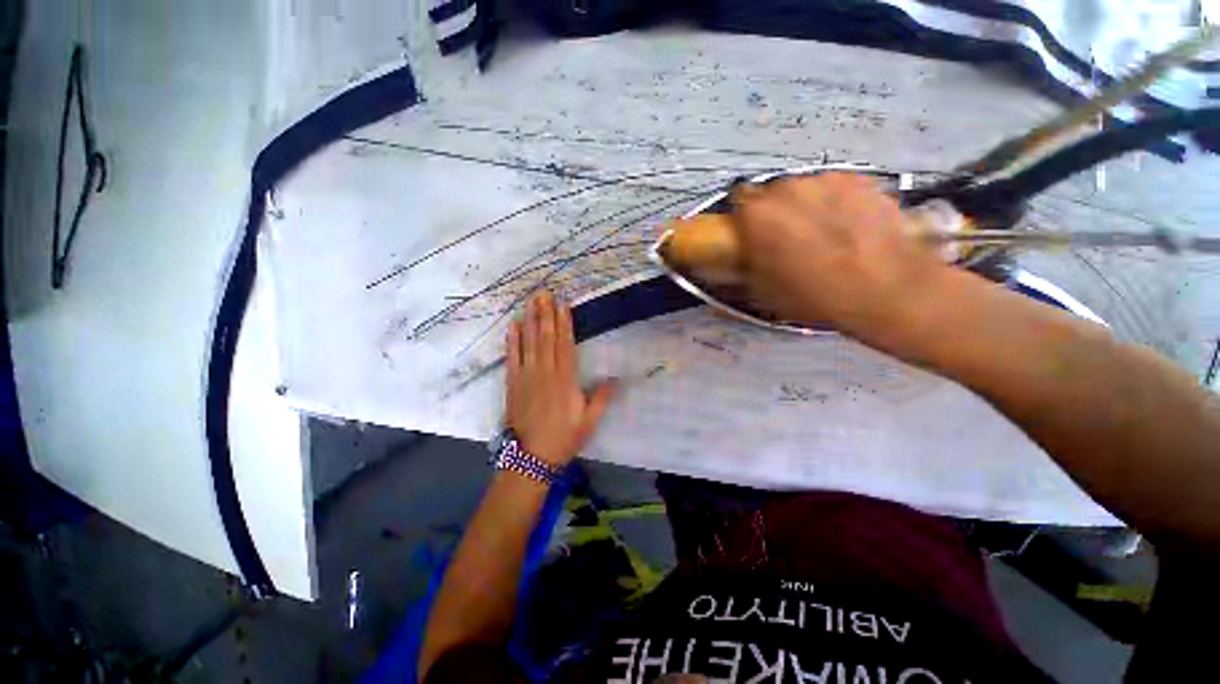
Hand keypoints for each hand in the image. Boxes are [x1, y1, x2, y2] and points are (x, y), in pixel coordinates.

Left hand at [505, 290, 614, 466]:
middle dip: (546, 314)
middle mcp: (545, 373)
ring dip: (531, 321)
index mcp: (565, 380)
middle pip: (546, 339)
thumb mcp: (589, 421)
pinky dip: (512, 341)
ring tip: (531, 302)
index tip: (563, 305)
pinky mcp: (513, 384)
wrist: (531, 458)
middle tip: (544, 293)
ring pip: (529, 343)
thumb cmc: (563, 438)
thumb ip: (601, 398)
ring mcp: (526, 377)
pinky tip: (513, 326)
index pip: (565, 345)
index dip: (564, 324)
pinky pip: (512, 358)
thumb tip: (616, 379)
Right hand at [733, 173, 953, 343]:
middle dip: (776, 211)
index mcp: (758, 213)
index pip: (738, 197)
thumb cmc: (814, 294)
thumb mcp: (762, 289)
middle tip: (787, 238)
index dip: (744, 215)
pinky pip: (838, 189)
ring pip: (807, 189)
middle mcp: (788, 188)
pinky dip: (837, 203)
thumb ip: (747, 262)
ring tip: (823, 234)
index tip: (750, 230)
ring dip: (807, 206)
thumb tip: (747, 254)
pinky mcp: (861, 181)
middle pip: (773, 192)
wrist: (883, 288)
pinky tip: (849, 228)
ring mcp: (827, 180)